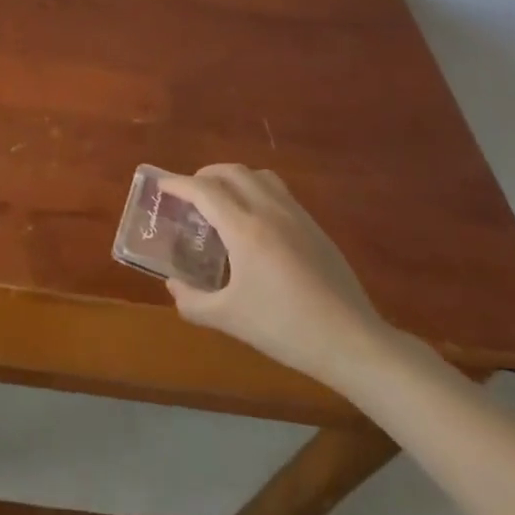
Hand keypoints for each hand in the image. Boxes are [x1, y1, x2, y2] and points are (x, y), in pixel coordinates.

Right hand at [161, 164, 391, 389]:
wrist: (352, 342)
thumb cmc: (285, 328)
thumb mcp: (230, 319)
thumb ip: (193, 301)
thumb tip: (173, 286)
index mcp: (245, 229)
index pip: (204, 190)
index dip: (178, 184)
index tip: (161, 186)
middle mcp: (270, 211)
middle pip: (232, 172)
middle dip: (204, 176)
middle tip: (189, 194)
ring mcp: (297, 216)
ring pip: (259, 176)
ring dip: (233, 178)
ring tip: (221, 201)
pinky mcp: (315, 228)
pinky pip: (279, 192)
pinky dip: (256, 191)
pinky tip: (254, 223)